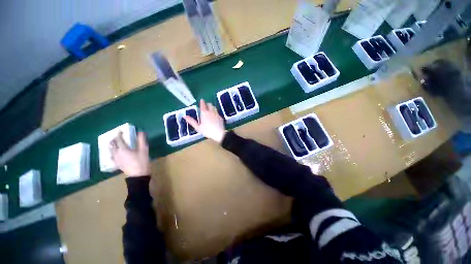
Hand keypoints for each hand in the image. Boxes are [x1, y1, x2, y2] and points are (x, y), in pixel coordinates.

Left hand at [110, 131, 150, 176]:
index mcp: (123, 149)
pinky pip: (112, 157)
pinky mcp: (117, 164)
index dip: (119, 134)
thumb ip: (141, 140)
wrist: (138, 175)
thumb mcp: (144, 150)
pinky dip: (112, 153)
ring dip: (112, 146)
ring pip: (111, 151)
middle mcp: (117, 154)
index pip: (118, 140)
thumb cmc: (141, 161)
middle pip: (112, 145)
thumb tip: (140, 132)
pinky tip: (114, 154)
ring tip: (115, 144)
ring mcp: (116, 160)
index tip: (120, 131)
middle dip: (114, 140)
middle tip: (118, 137)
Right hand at [184, 99, 225, 142]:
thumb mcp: (198, 127)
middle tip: (205, 106)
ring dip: (211, 107)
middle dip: (207, 104)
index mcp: (204, 113)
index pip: (203, 104)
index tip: (201, 100)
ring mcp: (217, 114)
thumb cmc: (207, 131)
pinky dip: (215, 112)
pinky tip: (214, 116)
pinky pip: (217, 112)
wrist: (219, 134)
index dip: (202, 102)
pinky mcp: (220, 117)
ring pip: (214, 107)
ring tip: (209, 109)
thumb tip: (185, 116)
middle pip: (209, 104)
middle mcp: (211, 111)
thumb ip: (192, 121)